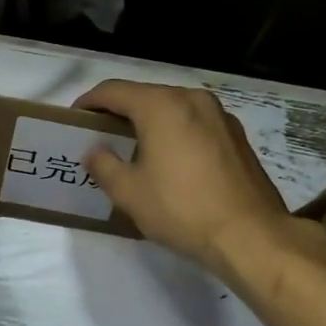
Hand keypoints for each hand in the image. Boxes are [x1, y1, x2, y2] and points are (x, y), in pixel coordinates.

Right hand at [75, 81, 293, 274]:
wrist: (250, 235)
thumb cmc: (181, 209)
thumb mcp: (129, 192)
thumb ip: (103, 165)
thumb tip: (94, 151)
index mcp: (161, 105)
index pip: (113, 91)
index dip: (89, 102)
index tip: (75, 119)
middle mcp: (192, 98)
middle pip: (145, 95)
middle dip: (119, 112)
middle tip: (101, 135)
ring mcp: (219, 115)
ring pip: (173, 108)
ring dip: (149, 121)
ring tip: (134, 147)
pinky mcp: (236, 135)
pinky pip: (194, 123)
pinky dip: (175, 131)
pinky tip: (170, 159)